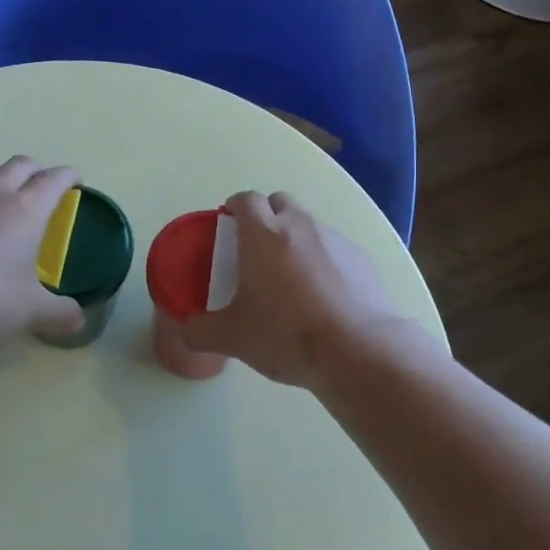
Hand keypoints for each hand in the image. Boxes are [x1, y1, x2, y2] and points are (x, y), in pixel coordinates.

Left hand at [0, 157, 86, 351]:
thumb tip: (79, 321)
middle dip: (37, 171)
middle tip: (44, 189)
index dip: (69, 176)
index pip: (53, 179)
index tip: (76, 181)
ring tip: (3, 198)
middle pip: (20, 164)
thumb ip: (61, 313)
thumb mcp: (32, 313)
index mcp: (25, 211)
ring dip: (1, 176)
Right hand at [181, 191, 419, 392]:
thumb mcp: (233, 339)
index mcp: (263, 234)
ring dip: (296, 239)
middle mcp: (300, 225)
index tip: (228, 225)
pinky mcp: (362, 259)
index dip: (234, 208)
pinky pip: (335, 249)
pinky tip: (324, 295)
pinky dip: (324, 261)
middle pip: (279, 202)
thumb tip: (187, 331)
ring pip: (309, 225)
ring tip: (291, 278)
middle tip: (257, 249)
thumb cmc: (286, 334)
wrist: (358, 351)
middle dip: (267, 216)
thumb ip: (201, 331)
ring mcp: (335, 239)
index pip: (245, 199)